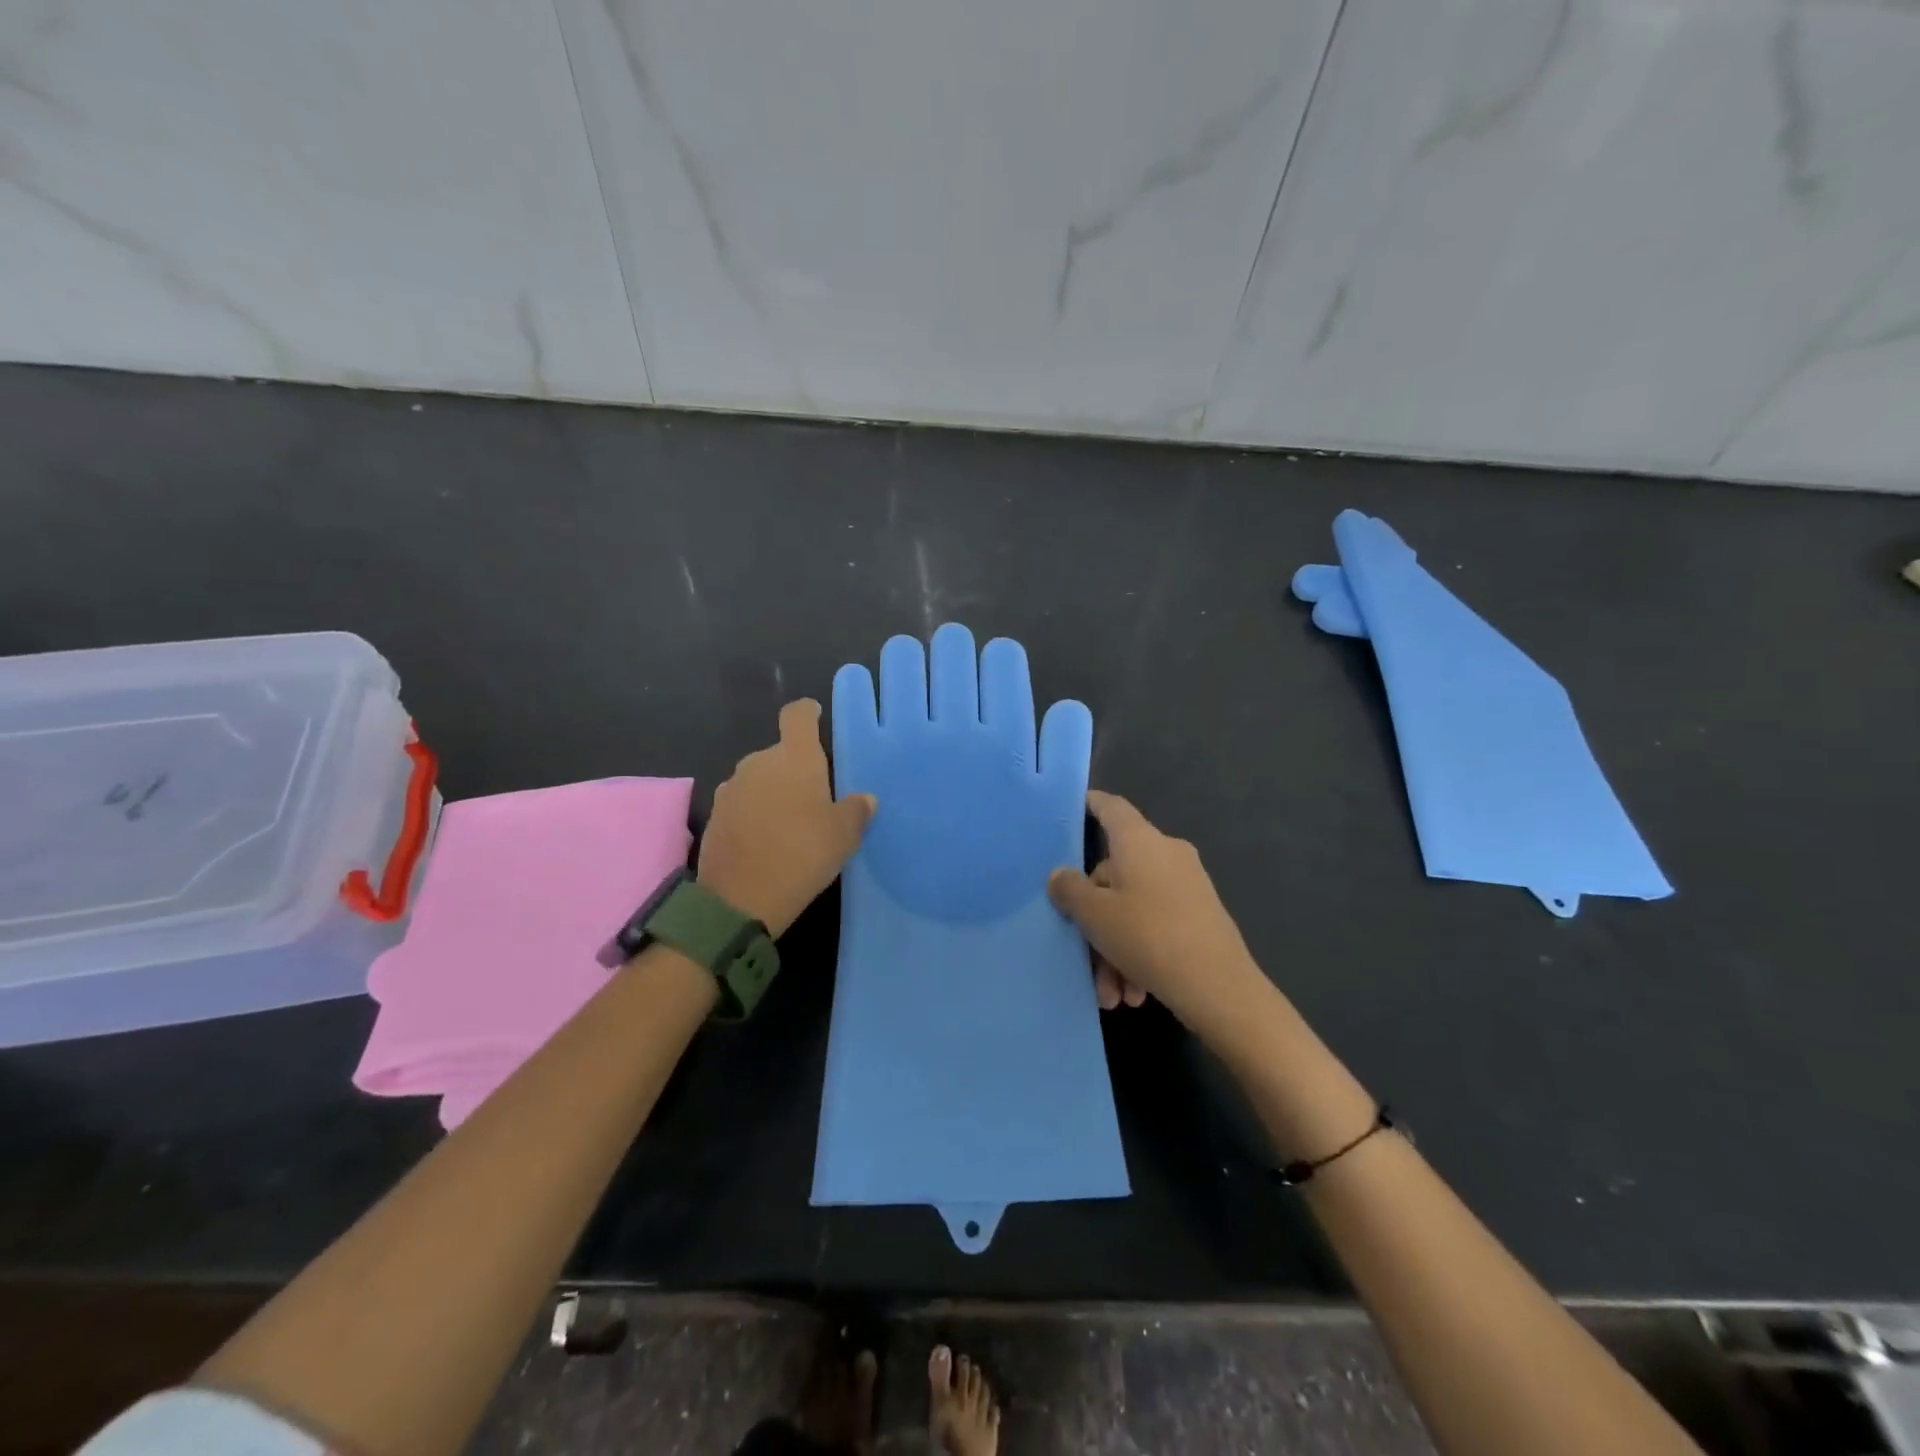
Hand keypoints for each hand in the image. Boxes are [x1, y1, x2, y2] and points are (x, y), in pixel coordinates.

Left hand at [698, 699, 875, 936]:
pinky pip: (742, 803)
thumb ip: (856, 811)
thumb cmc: (803, 854)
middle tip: (815, 797)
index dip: (809, 713)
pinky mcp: (715, 815)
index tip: (817, 718)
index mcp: (794, 757)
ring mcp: (731, 788)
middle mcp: (758, 762)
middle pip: (779, 751)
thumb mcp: (844, 835)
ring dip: (773, 791)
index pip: (798, 715)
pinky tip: (767, 840)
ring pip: (759, 778)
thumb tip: (865, 799)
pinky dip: (755, 813)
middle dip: (795, 767)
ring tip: (791, 822)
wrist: (740, 899)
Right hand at [1048, 791, 1264, 1042]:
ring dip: (1116, 949)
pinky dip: (1140, 954)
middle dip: (1096, 919)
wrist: (1220, 988)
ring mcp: (1187, 884)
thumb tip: (1060, 875)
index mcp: (1139, 841)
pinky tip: (1134, 992)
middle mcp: (1166, 853)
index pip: (1111, 807)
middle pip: (1115, 873)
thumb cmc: (1147, 936)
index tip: (1074, 808)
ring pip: (1134, 908)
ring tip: (1112, 993)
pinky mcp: (1201, 915)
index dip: (1091, 804)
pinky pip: (1157, 925)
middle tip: (1083, 954)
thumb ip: (1070, 890)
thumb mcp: (1094, 915)